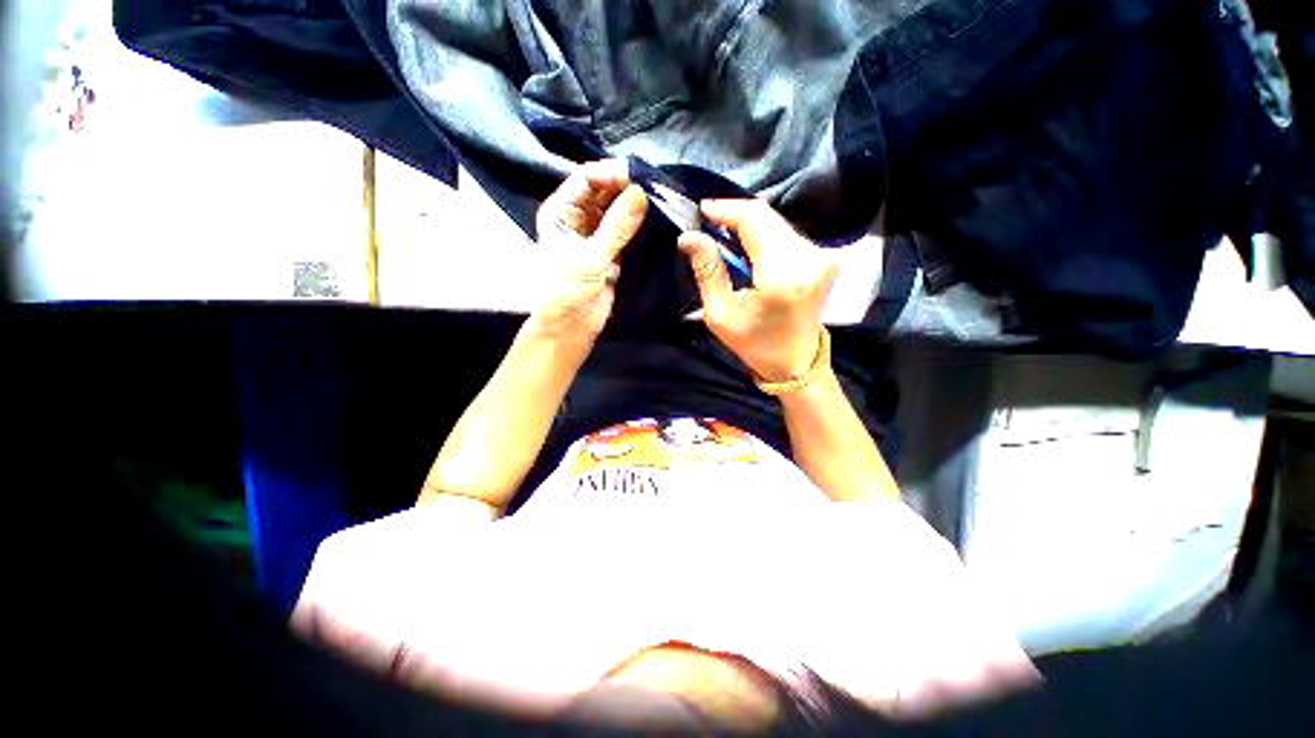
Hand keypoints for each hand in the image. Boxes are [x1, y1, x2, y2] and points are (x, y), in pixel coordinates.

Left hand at [531, 159, 647, 344]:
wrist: (570, 326)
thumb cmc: (568, 290)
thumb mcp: (591, 257)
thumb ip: (617, 226)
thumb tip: (641, 193)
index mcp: (561, 212)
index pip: (586, 179)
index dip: (611, 174)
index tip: (639, 175)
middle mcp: (577, 218)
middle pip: (603, 192)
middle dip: (625, 187)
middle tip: (654, 185)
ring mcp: (595, 235)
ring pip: (616, 210)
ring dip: (633, 205)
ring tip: (659, 197)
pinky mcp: (610, 251)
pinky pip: (625, 230)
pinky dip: (638, 224)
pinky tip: (655, 218)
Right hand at [678, 199, 836, 382]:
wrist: (797, 362)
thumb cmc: (756, 344)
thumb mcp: (721, 314)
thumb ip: (708, 272)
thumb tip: (689, 236)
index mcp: (783, 276)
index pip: (754, 221)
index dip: (726, 209)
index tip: (702, 209)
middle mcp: (809, 258)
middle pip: (767, 216)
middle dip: (735, 214)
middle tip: (709, 221)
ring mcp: (821, 256)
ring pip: (777, 222)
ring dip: (749, 224)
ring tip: (723, 233)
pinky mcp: (824, 258)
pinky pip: (786, 234)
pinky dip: (763, 234)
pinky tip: (746, 245)